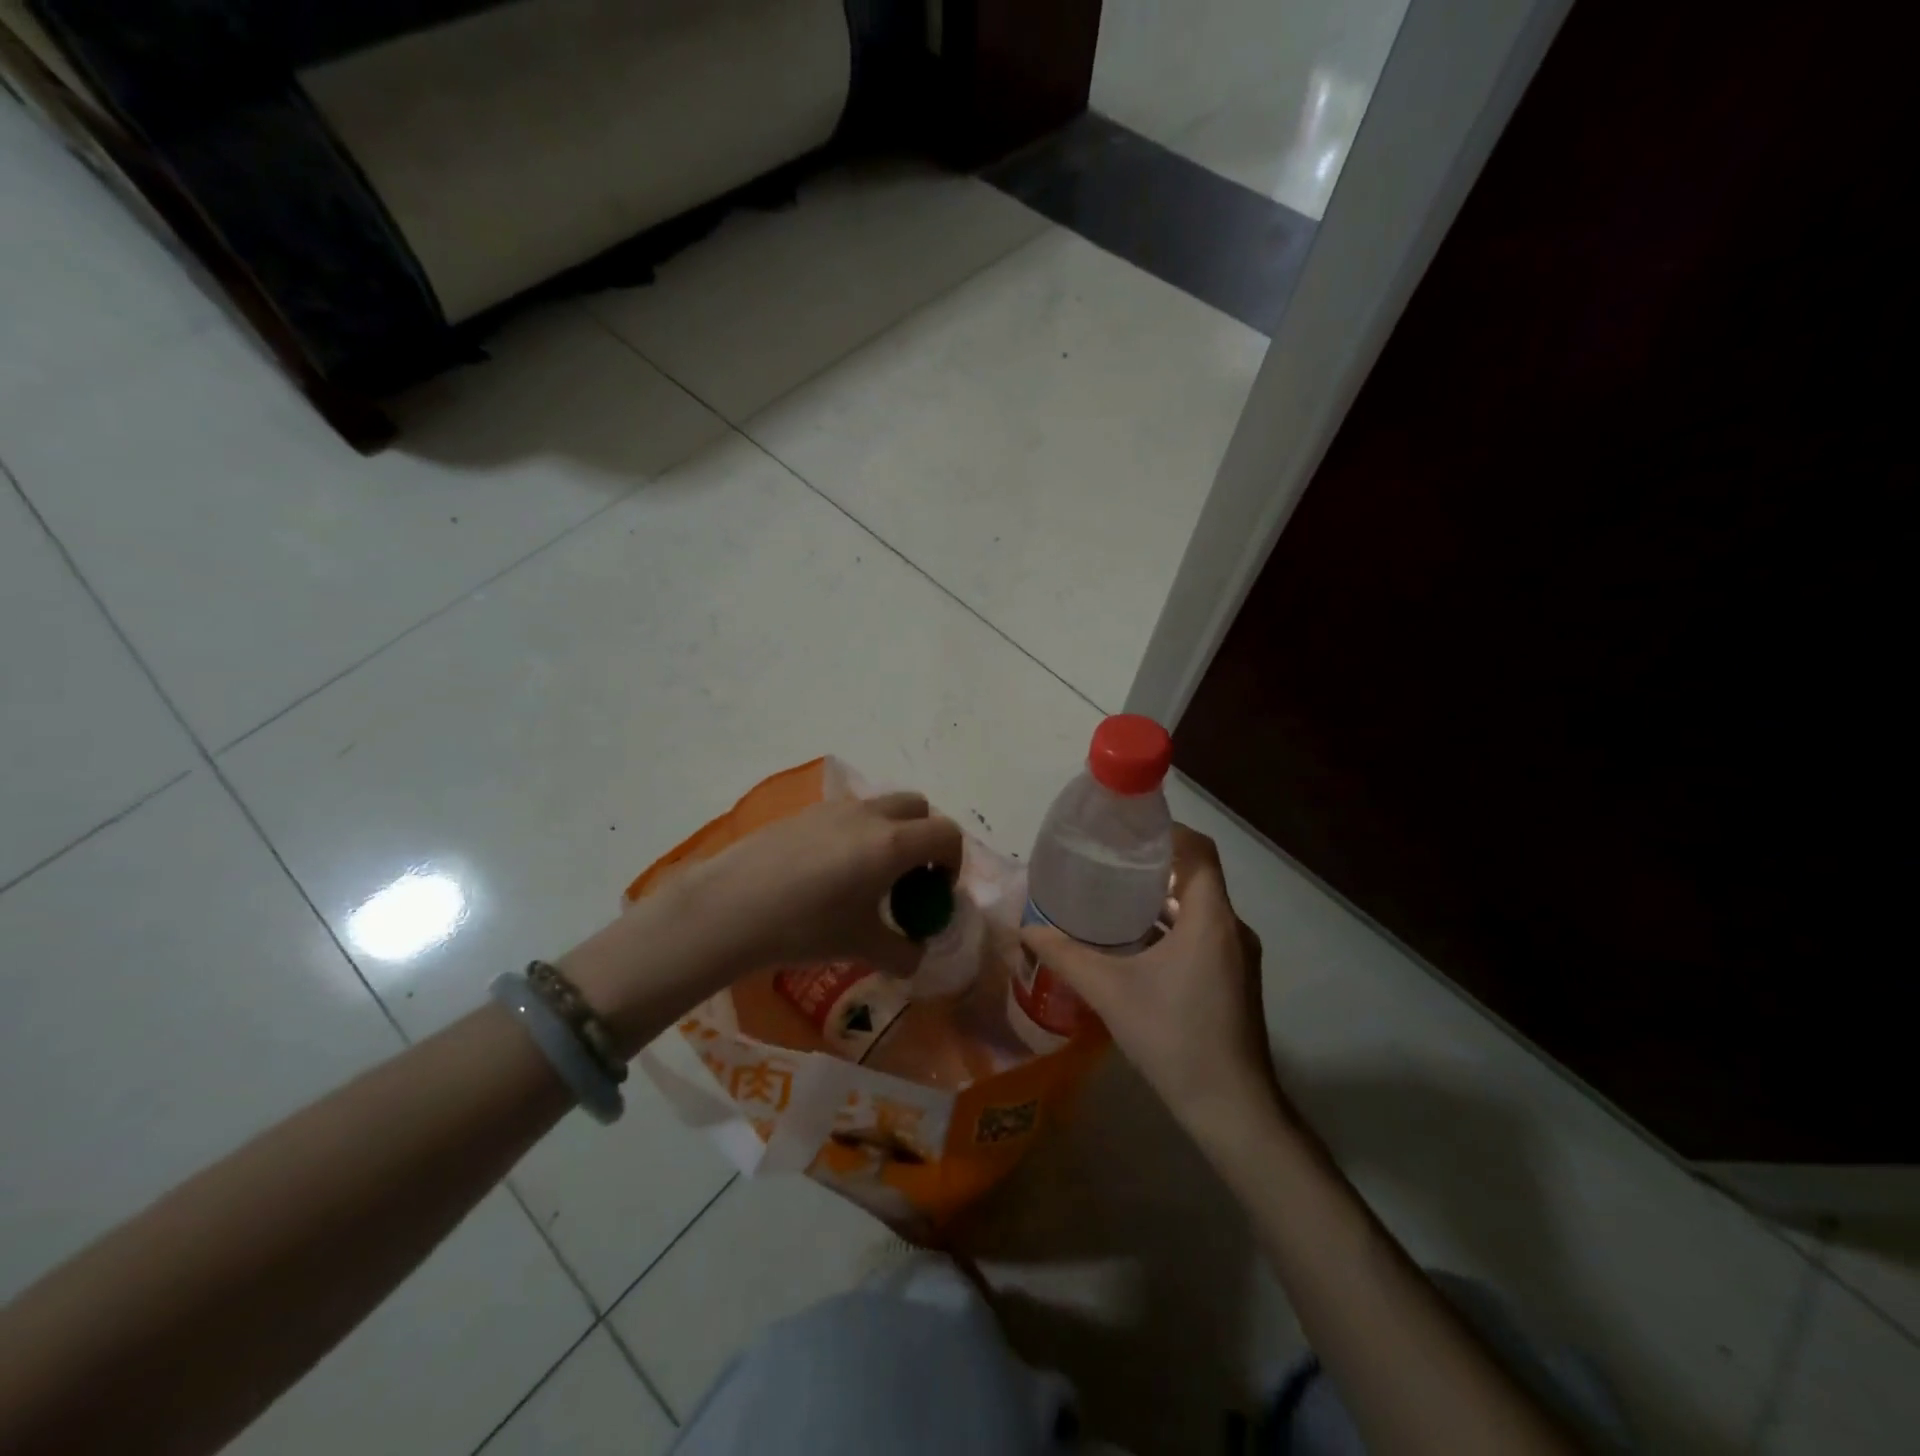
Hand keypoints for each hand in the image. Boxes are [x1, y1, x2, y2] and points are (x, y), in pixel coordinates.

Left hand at [670, 791, 964, 978]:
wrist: (730, 907)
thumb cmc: (805, 927)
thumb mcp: (861, 948)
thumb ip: (902, 953)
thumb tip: (916, 956)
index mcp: (892, 844)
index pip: (946, 834)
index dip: (953, 861)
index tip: (937, 891)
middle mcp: (869, 815)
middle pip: (918, 807)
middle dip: (925, 837)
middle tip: (910, 877)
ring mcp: (834, 809)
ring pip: (880, 806)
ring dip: (891, 832)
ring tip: (867, 876)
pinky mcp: (804, 812)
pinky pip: (847, 815)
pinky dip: (857, 834)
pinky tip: (829, 873)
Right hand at [1019, 824, 1275, 1128]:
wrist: (1233, 1110)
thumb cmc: (1174, 1038)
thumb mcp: (1110, 992)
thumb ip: (1066, 956)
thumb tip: (1025, 929)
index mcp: (1211, 918)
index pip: (1199, 850)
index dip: (1167, 831)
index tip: (1127, 829)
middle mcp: (1232, 928)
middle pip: (1197, 875)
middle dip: (1154, 864)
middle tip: (1107, 861)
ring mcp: (1238, 956)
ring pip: (1199, 908)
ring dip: (1161, 899)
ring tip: (1113, 898)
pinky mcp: (1234, 980)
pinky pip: (1203, 934)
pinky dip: (1171, 928)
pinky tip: (1134, 945)